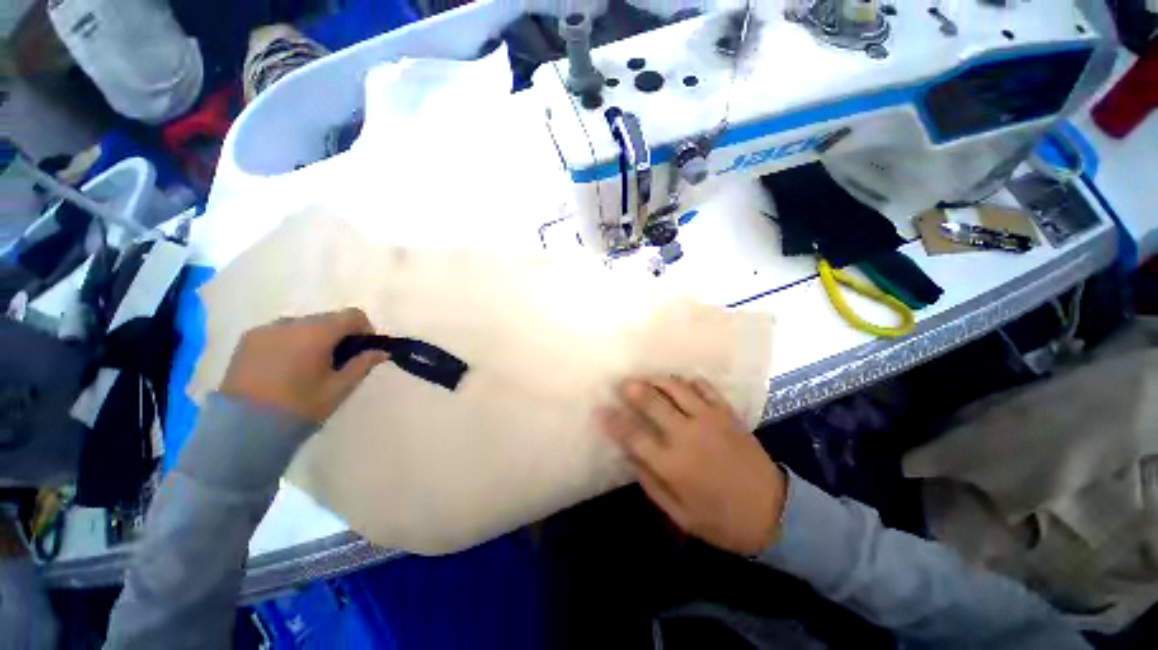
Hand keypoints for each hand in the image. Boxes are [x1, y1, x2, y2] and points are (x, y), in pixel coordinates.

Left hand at [220, 308, 388, 422]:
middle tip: (337, 360)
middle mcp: (291, 323)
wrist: (242, 429)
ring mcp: (265, 329)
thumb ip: (362, 365)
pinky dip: (290, 341)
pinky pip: (279, 332)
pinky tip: (286, 366)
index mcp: (317, 333)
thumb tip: (381, 351)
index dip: (364, 329)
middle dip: (338, 334)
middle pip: (327, 318)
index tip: (363, 349)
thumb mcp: (339, 388)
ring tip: (308, 364)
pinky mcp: (247, 339)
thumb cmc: (299, 407)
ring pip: (302, 324)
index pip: (352, 315)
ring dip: (313, 337)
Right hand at [598, 376, 787, 555]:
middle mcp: (687, 435)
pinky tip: (680, 383)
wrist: (773, 513)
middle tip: (622, 383)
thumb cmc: (721, 519)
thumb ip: (650, 482)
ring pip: (676, 388)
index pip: (633, 435)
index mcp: (672, 464)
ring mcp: (710, 420)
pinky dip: (689, 381)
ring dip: (657, 379)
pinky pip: (705, 387)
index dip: (613, 420)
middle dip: (633, 389)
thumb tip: (629, 454)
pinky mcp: (727, 413)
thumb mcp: (679, 513)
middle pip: (652, 402)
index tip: (601, 410)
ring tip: (646, 378)